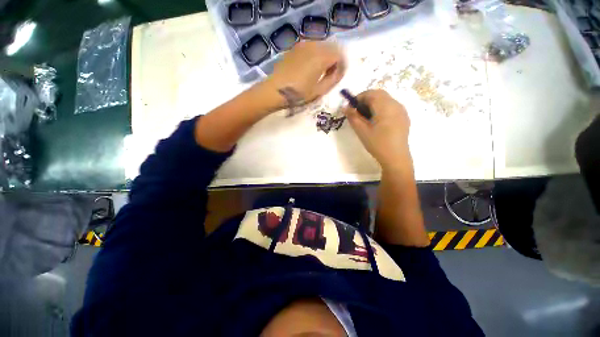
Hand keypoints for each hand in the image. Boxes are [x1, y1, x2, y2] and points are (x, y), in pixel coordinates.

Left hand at [263, 41, 345, 108]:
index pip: (340, 55)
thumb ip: (333, 80)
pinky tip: (309, 68)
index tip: (338, 77)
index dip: (342, 66)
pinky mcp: (295, 48)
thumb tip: (339, 72)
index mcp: (321, 57)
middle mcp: (314, 45)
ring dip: (325, 57)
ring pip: (321, 47)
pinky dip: (315, 55)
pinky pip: (311, 48)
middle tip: (329, 76)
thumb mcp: (319, 91)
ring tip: (319, 73)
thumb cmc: (298, 94)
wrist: (275, 91)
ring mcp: (303, 45)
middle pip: (332, 48)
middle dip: (334, 61)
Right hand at [343, 90, 410, 168]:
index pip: (371, 94)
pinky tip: (376, 121)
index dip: (358, 97)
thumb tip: (344, 107)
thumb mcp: (362, 131)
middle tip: (357, 111)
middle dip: (366, 99)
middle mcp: (396, 105)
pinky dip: (381, 108)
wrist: (396, 157)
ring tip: (365, 117)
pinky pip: (391, 106)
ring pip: (385, 99)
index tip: (350, 107)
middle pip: (379, 94)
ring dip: (374, 103)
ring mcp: (401, 111)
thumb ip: (353, 117)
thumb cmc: (377, 144)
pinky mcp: (403, 117)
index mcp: (385, 107)